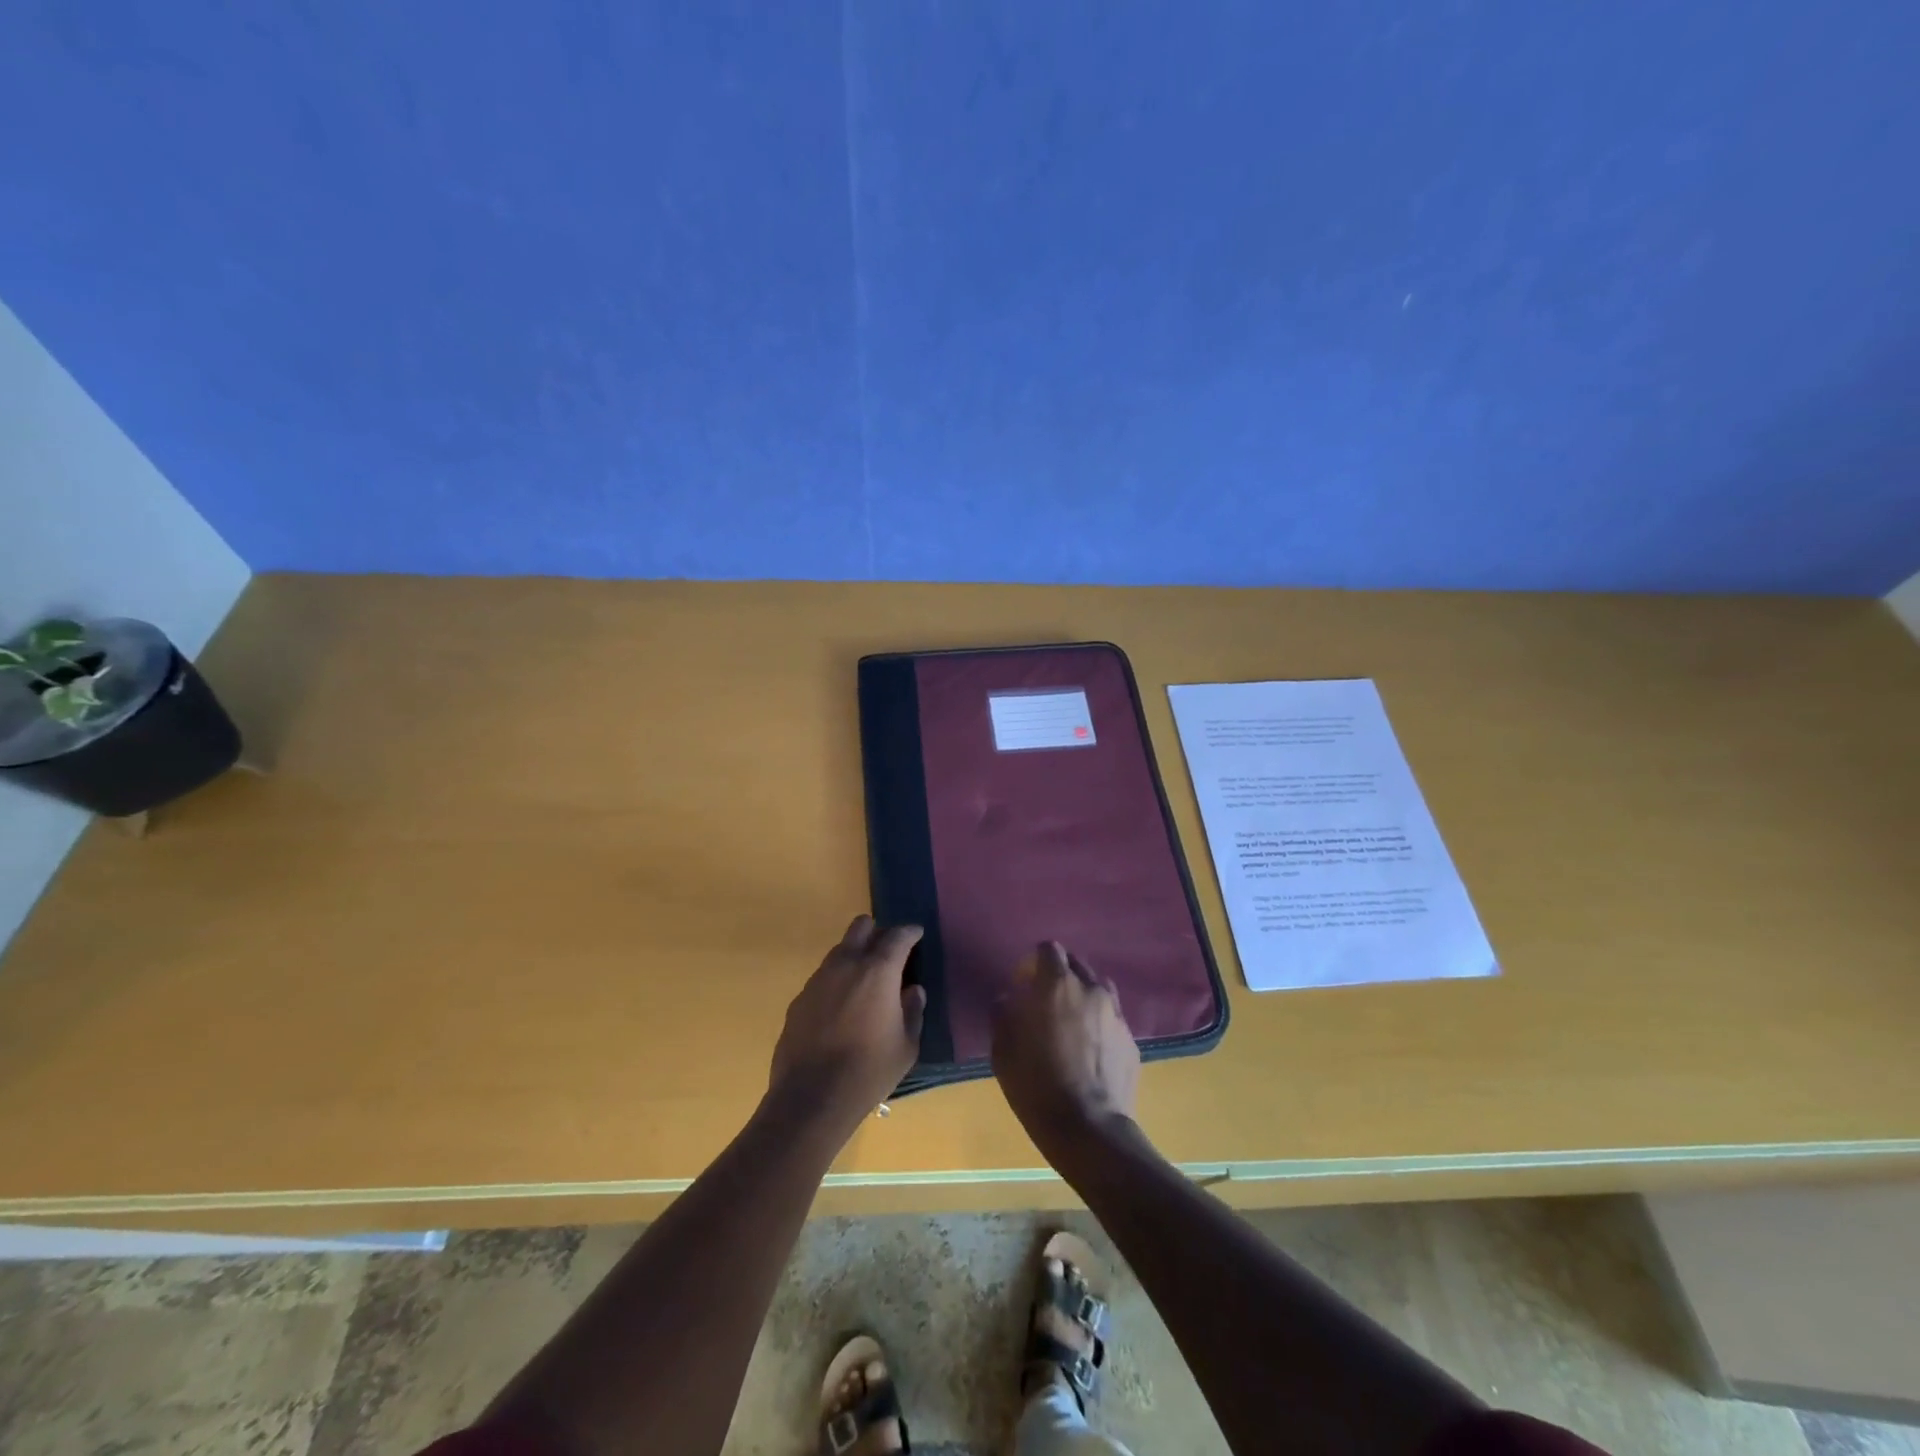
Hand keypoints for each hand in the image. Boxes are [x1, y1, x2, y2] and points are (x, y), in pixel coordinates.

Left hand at [768, 916, 925, 1130]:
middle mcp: (846, 964)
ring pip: (839, 950)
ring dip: (855, 956)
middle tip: (889, 952)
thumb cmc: (869, 1071)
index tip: (917, 934)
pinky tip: (841, 1008)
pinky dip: (837, 981)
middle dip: (877, 932)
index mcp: (878, 971)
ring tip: (866, 982)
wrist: (811, 1098)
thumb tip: (913, 991)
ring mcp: (818, 979)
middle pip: (861, 926)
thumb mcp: (906, 1046)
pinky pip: (823, 977)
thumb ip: (913, 1011)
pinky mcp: (799, 999)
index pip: (897, 936)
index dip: (909, 932)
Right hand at [991, 942, 1139, 1167]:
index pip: (1048, 949)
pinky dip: (1099, 1024)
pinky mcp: (1131, 1040)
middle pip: (1076, 965)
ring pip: (1098, 989)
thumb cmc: (1037, 1086)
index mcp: (1057, 985)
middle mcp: (1091, 990)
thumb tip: (1007, 999)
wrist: (1089, 1129)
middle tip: (1044, 1003)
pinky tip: (1089, 1051)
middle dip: (1059, 976)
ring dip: (1082, 996)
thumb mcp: (1003, 1051)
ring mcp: (1116, 1014)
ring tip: (1071, 1023)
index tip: (1023, 985)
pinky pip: (1112, 1019)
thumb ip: (1003, 1014)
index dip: (1034, 963)